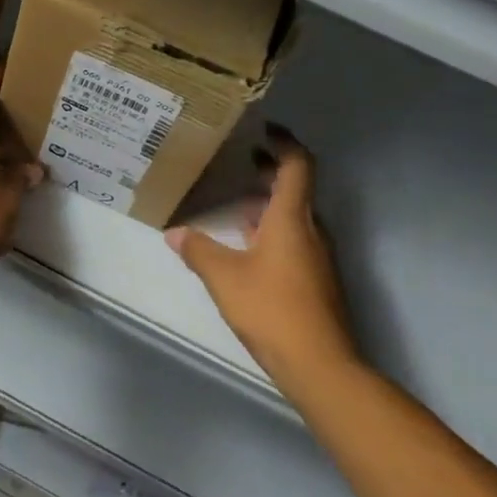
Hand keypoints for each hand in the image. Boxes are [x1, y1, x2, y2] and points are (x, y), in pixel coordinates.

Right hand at [167, 125, 359, 389]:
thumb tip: (174, 233)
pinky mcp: (317, 280)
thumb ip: (198, 251)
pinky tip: (248, 246)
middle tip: (243, 158)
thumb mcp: (225, 278)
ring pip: (295, 215)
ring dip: (270, 202)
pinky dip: (274, 228)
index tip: (264, 130)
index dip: (284, 142)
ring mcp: (318, 257)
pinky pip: (296, 239)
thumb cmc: (273, 310)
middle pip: (297, 188)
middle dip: (271, 170)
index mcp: (292, 218)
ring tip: (237, 200)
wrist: (322, 367)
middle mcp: (311, 230)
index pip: (298, 165)